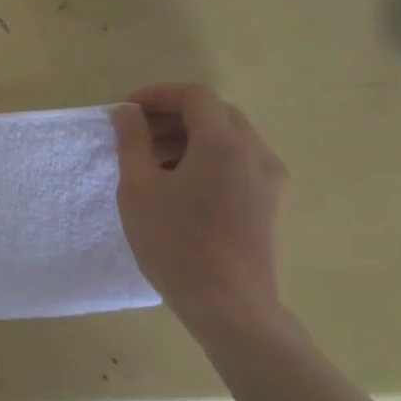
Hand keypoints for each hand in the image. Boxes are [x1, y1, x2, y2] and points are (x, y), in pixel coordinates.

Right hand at [110, 83, 288, 326]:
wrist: (230, 306)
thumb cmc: (176, 244)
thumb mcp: (139, 189)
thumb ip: (132, 142)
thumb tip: (127, 113)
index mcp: (224, 142)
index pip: (194, 96)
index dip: (158, 95)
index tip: (128, 110)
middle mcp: (255, 152)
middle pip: (216, 114)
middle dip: (174, 116)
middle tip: (138, 135)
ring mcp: (270, 178)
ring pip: (230, 138)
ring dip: (192, 138)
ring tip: (155, 162)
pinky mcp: (272, 203)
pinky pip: (241, 162)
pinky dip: (210, 158)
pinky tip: (183, 186)